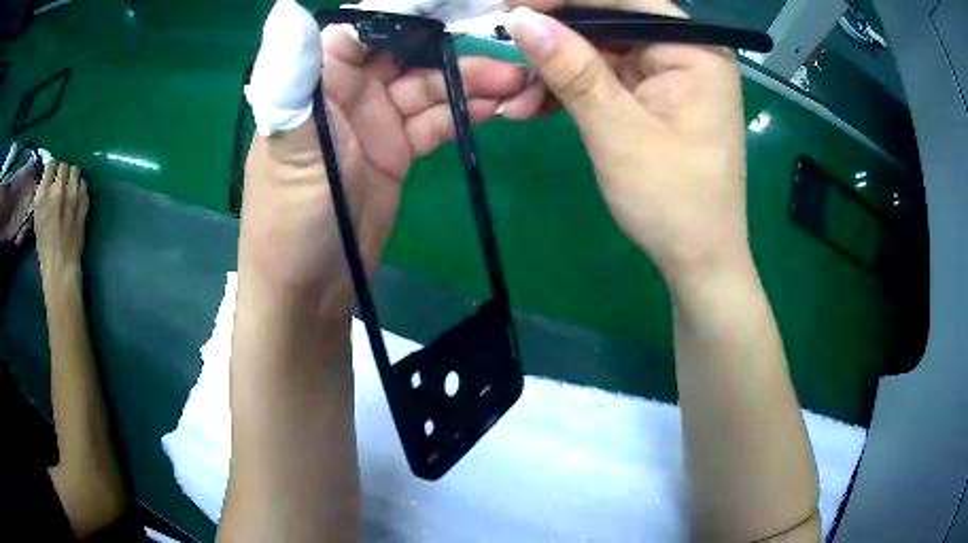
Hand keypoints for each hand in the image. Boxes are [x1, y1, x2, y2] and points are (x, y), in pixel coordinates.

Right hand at [33, 161, 88, 279]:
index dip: (52, 169)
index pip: (51, 165)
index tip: (52, 175)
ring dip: (71, 177)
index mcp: (44, 194)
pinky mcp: (83, 201)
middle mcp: (58, 189)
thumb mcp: (37, 218)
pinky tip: (76, 197)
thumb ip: (42, 195)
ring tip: (69, 188)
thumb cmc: (45, 247)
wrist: (61, 265)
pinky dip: (79, 186)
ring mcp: (72, 194)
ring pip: (75, 170)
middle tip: (60, 183)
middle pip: (64, 166)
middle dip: (62, 172)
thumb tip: (47, 180)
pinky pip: (83, 183)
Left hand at [241, 25, 527, 314]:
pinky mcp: (396, 151)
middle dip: (453, 51)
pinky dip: (463, 114)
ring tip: (515, 84)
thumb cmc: (290, 217)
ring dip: (470, 83)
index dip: (410, 16)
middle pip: (407, 54)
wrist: (310, 288)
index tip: (460, 9)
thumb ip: (295, 77)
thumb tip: (286, 10)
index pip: (366, 28)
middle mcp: (347, 92)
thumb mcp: (290, 145)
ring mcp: (375, 122)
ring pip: (428, 87)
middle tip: (506, 56)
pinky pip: (435, 122)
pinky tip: (494, 109)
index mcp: (318, 80)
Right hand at [501, 0, 749, 281]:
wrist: (697, 260)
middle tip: (503, 49)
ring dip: (554, 72)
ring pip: (600, 50)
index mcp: (693, 49)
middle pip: (608, 21)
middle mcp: (685, 51)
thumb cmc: (672, 200)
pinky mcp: (654, 96)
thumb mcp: (616, 129)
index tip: (510, 6)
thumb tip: (519, 18)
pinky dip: (571, 91)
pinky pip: (605, 78)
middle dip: (553, 39)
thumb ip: (571, 68)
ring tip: (514, 99)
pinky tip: (536, 107)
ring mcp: (668, 74)